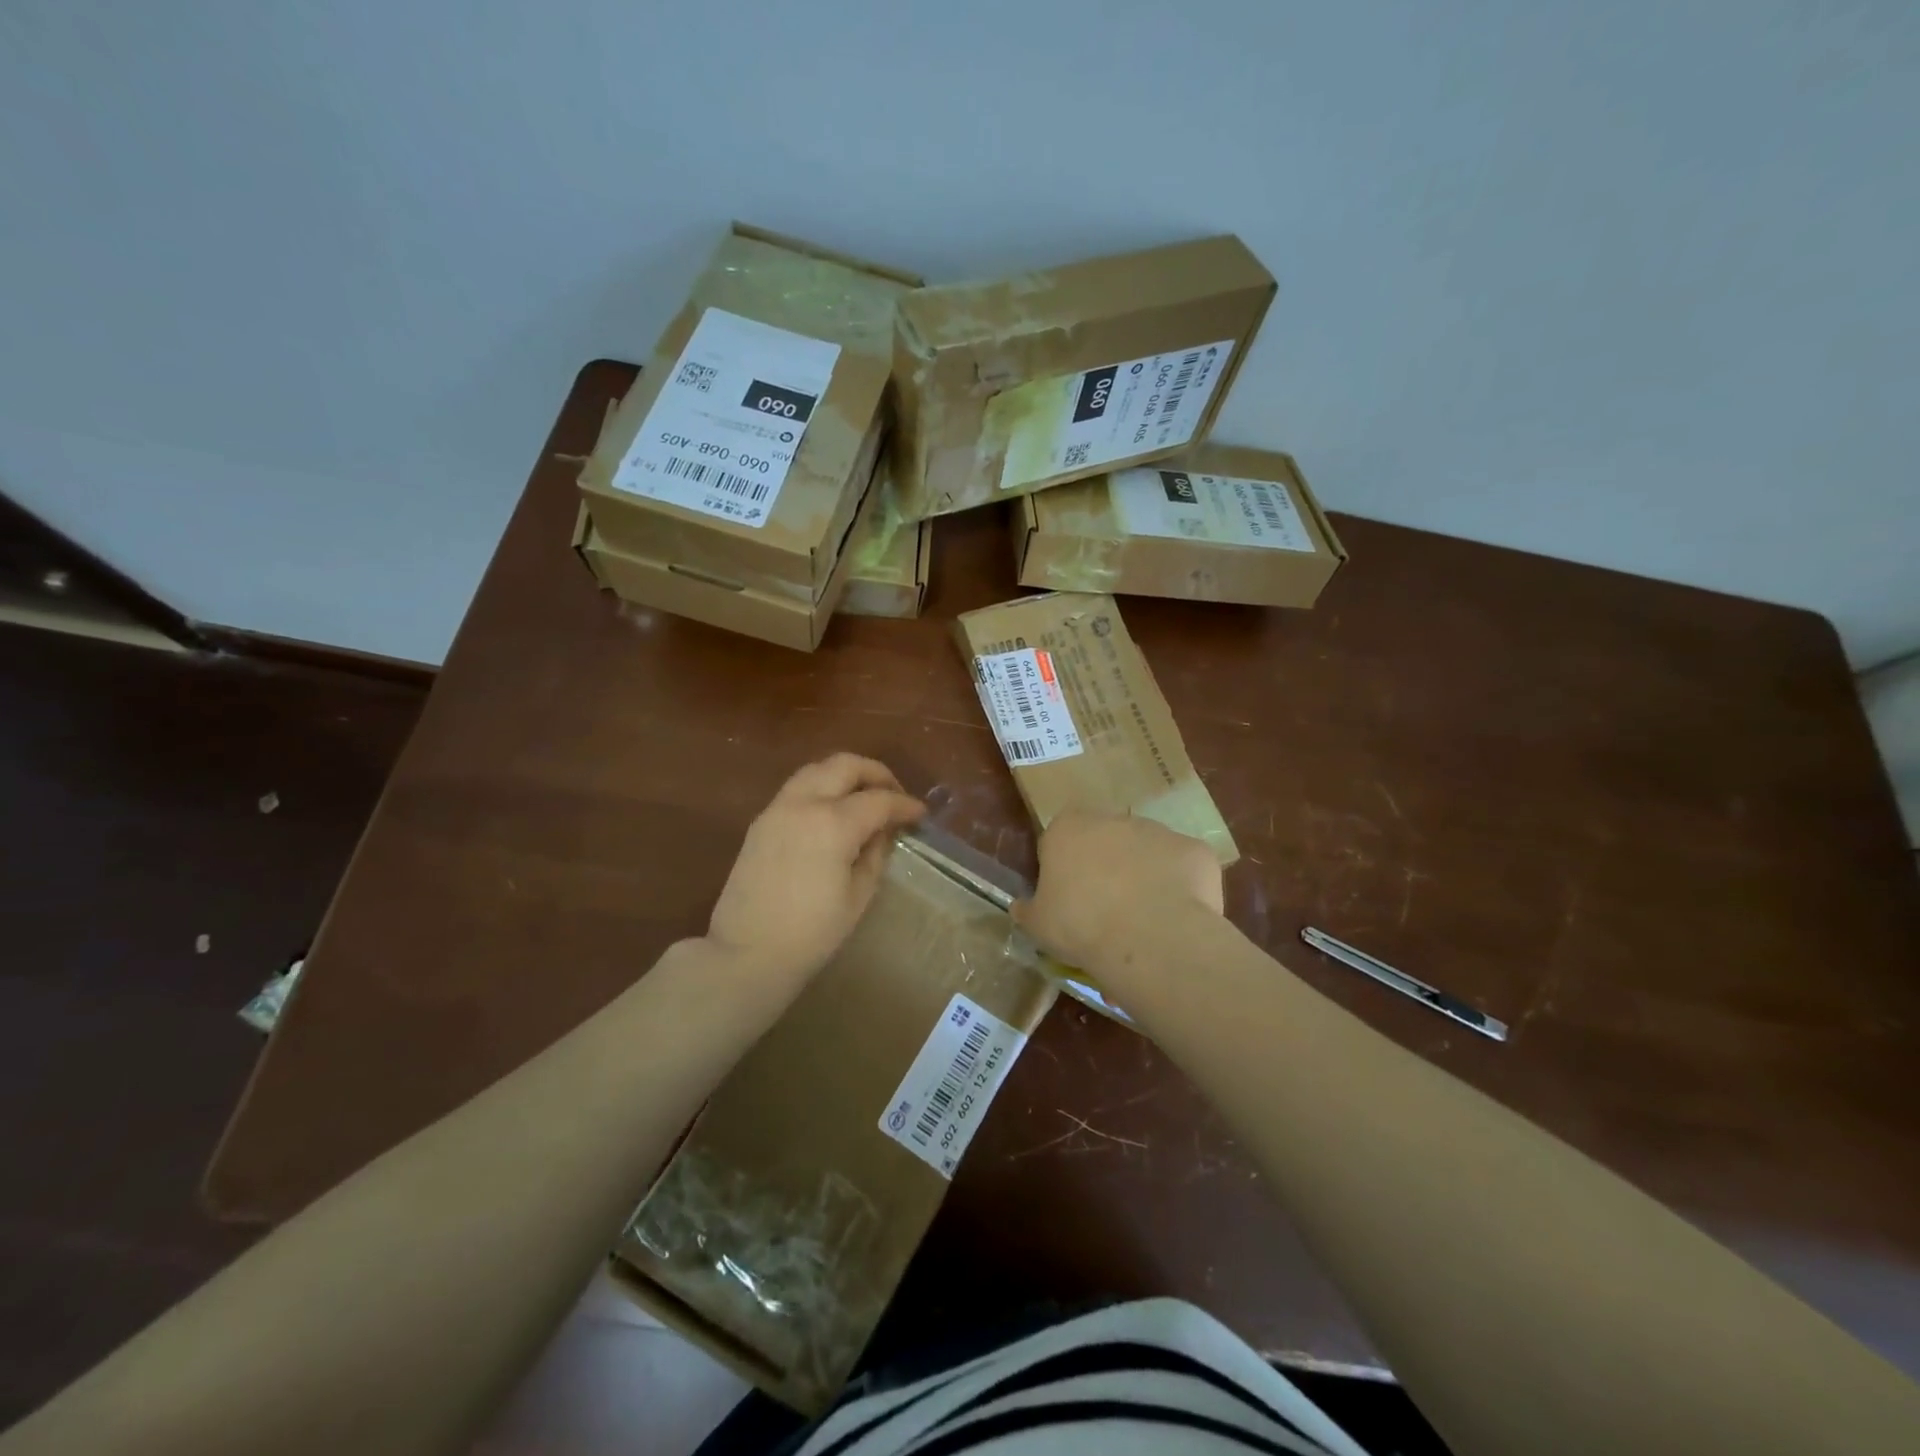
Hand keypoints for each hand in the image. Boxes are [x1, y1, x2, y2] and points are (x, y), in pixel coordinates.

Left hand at [706, 753, 924, 982]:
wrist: (747, 953)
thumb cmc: (812, 933)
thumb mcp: (858, 895)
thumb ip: (876, 853)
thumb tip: (884, 830)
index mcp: (833, 823)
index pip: (879, 800)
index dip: (905, 805)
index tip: (920, 814)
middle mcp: (804, 803)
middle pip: (845, 765)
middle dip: (876, 773)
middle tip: (894, 794)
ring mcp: (777, 808)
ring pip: (817, 769)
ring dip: (845, 775)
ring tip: (864, 797)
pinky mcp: (761, 821)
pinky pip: (797, 788)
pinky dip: (821, 787)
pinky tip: (833, 811)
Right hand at [1013, 811, 1223, 970]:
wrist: (1150, 938)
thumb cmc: (1080, 926)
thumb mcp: (1037, 925)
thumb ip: (1028, 909)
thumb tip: (1021, 907)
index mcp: (1068, 828)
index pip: (1060, 839)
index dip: (1064, 869)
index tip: (1068, 900)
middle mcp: (1114, 819)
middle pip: (1106, 842)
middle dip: (1107, 869)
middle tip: (1106, 913)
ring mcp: (1159, 831)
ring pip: (1148, 854)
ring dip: (1145, 878)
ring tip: (1144, 924)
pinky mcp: (1195, 850)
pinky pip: (1184, 870)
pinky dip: (1181, 891)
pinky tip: (1175, 921)